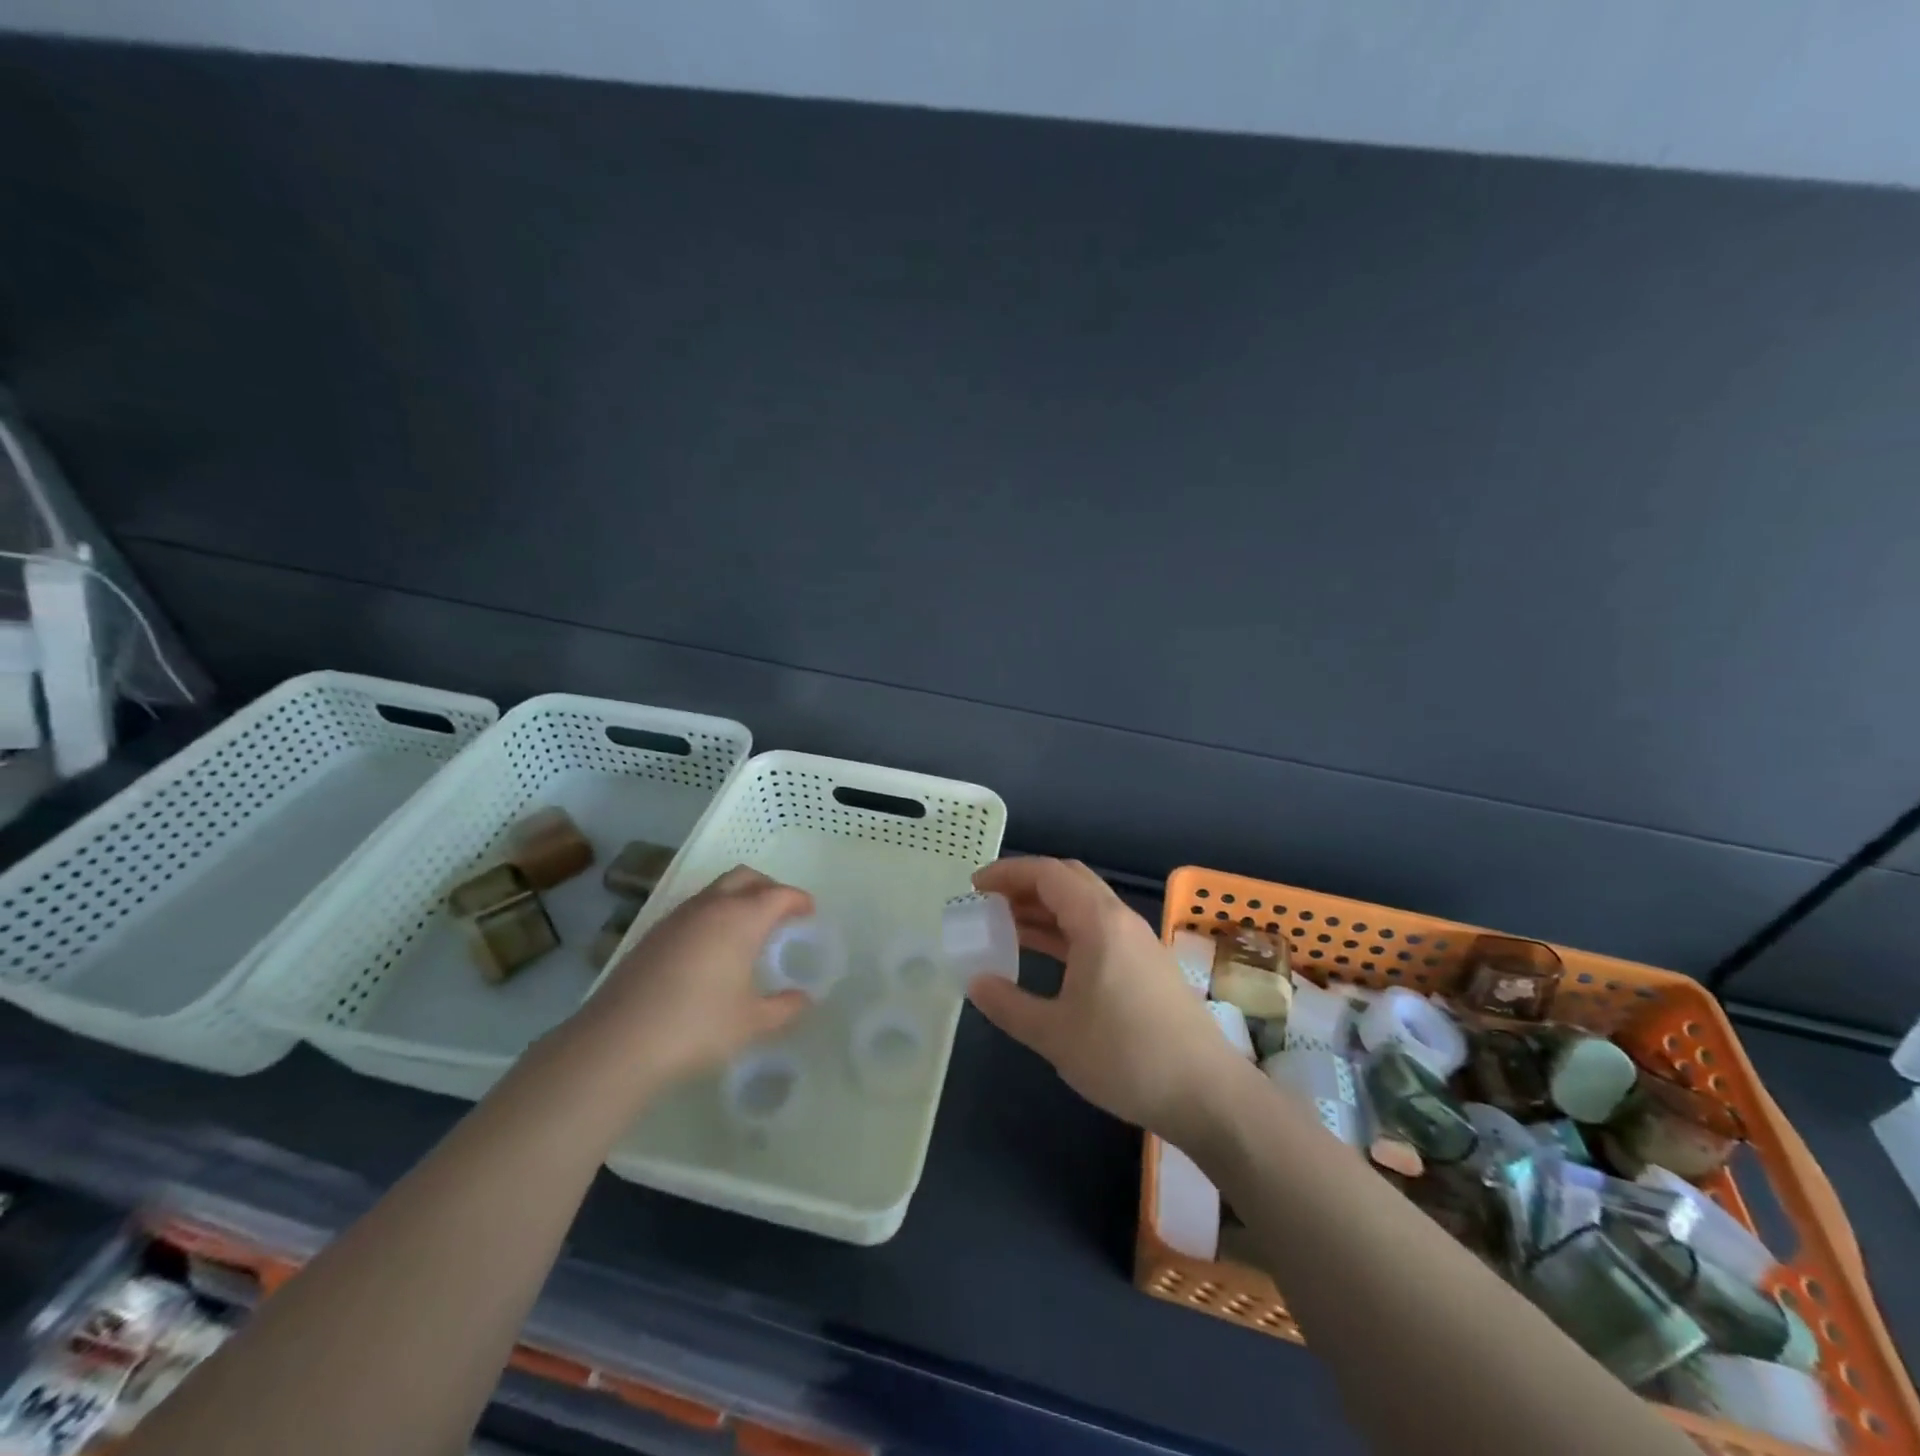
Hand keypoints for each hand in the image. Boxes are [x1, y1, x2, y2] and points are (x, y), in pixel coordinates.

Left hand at [576, 866, 812, 1093]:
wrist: (617, 1043)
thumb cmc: (697, 1027)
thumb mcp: (752, 1023)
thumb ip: (785, 1008)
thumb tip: (803, 999)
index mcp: (741, 919)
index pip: (778, 894)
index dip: (798, 900)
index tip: (809, 912)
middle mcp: (709, 907)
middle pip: (745, 877)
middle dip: (768, 887)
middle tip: (781, 912)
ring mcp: (675, 918)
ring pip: (715, 890)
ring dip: (737, 898)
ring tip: (747, 930)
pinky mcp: (651, 936)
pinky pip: (693, 910)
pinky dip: (712, 916)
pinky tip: (711, 950)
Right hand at [965, 857, 1249, 1146]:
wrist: (1206, 1094)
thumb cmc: (1125, 1056)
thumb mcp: (1055, 1034)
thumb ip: (1009, 1004)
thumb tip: (976, 982)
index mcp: (1098, 922)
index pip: (1048, 874)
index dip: (1008, 873)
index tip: (975, 887)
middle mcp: (1120, 920)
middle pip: (1068, 880)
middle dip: (1026, 885)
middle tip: (990, 904)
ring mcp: (1137, 942)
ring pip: (1084, 906)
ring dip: (1045, 909)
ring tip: (1007, 928)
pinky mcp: (1146, 965)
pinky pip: (1097, 930)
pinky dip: (1065, 931)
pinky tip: (1046, 957)